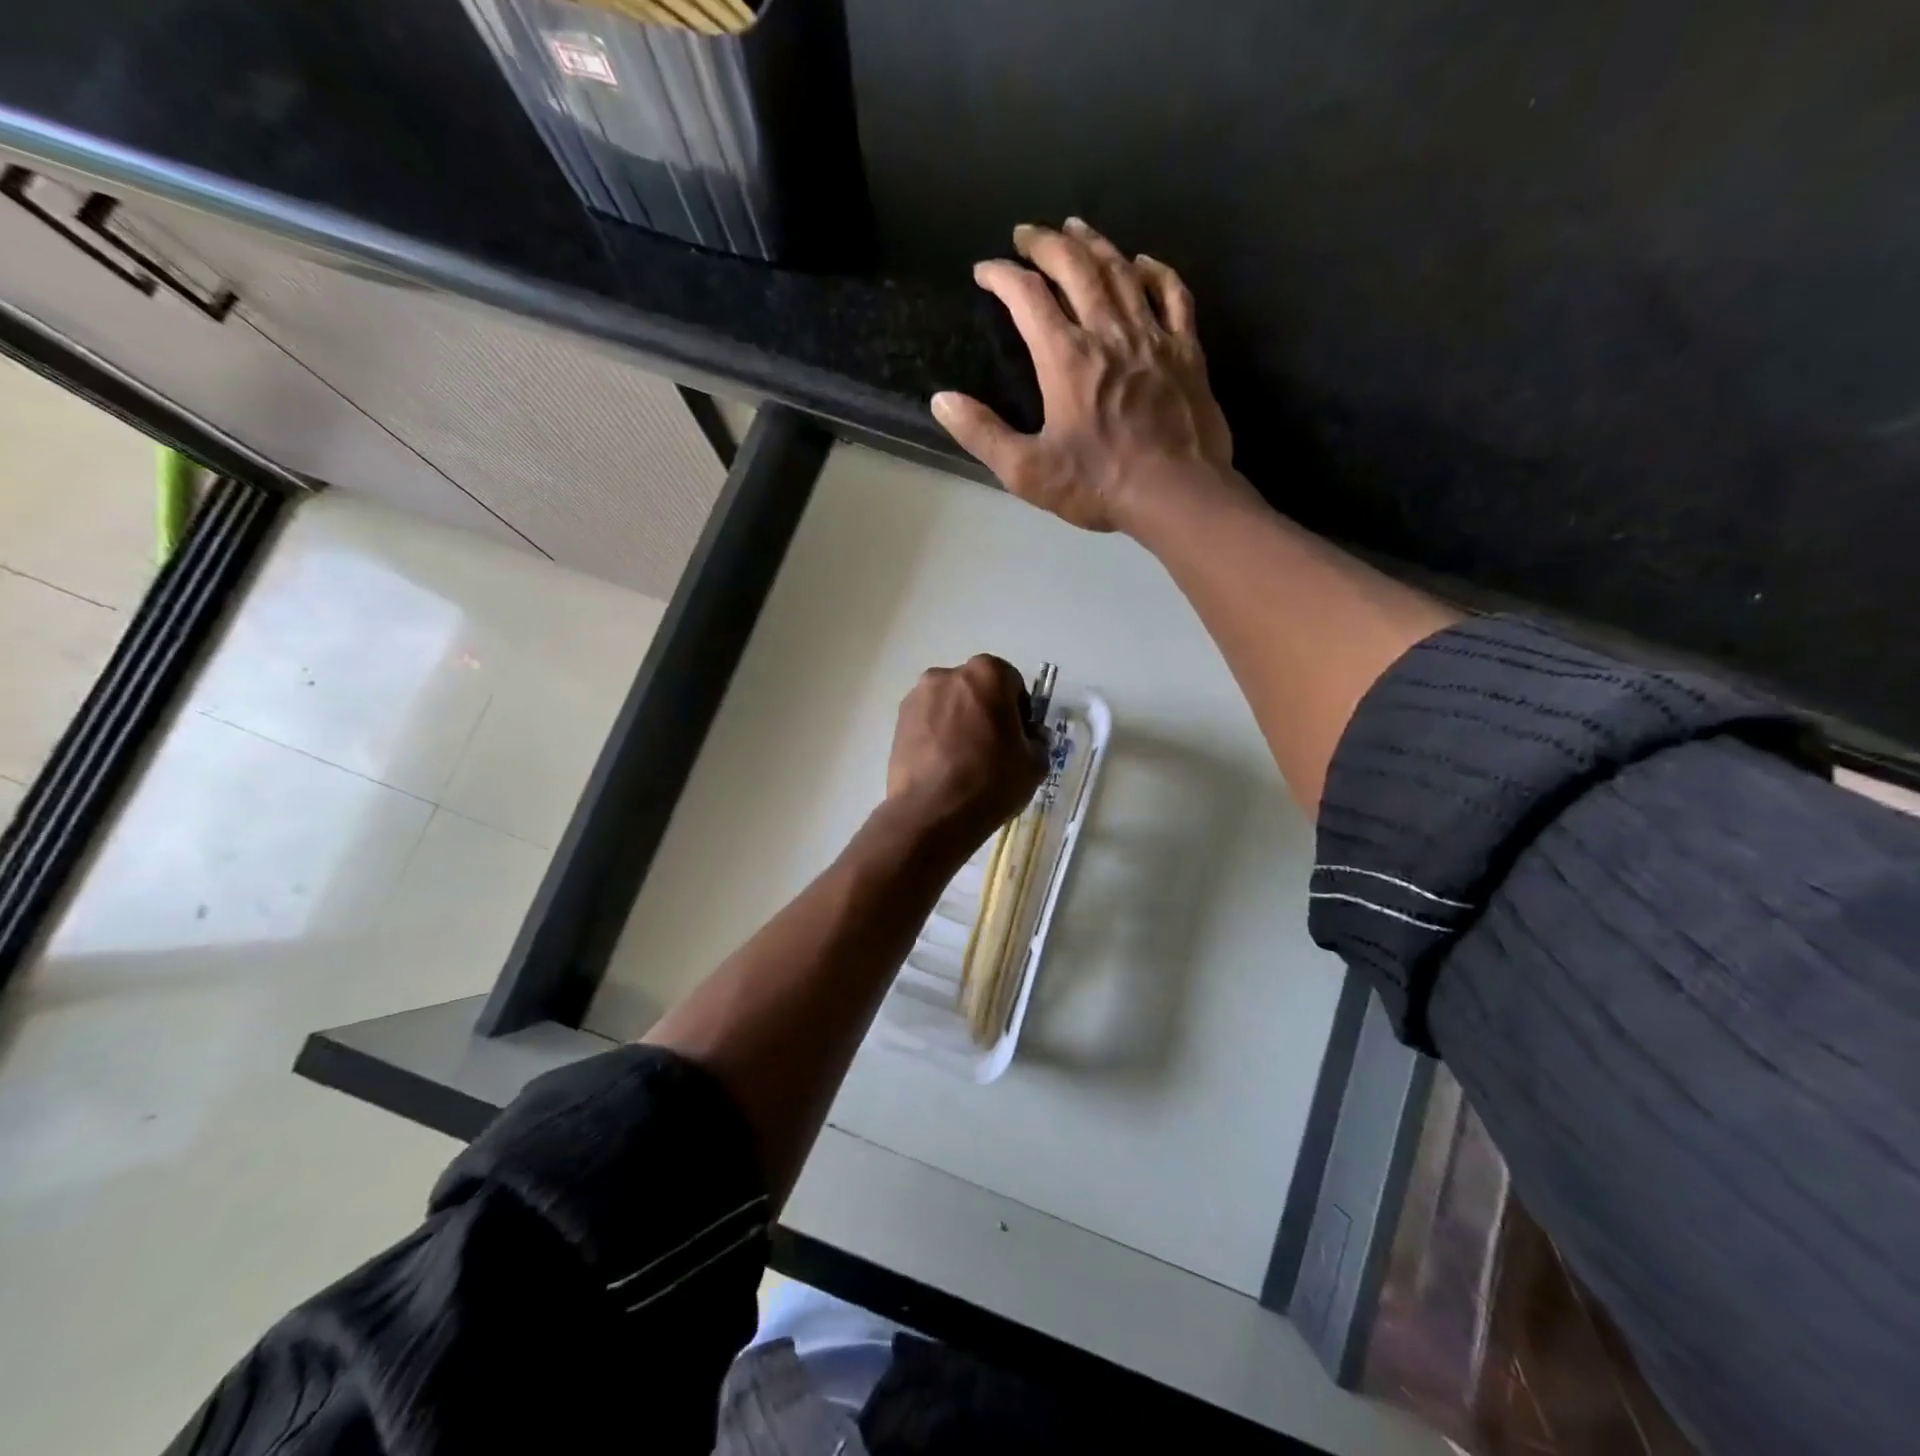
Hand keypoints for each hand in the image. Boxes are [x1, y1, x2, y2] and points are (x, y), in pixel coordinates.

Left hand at [885, 655, 1048, 847]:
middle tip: (991, 748)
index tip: (1017, 738)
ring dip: (958, 722)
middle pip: (976, 689)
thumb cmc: (990, 781)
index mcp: (987, 674)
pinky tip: (942, 766)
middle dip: (985, 711)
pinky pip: (927, 722)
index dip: (1018, 710)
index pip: (1011, 682)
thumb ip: (1038, 740)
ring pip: (949, 705)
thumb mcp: (1035, 764)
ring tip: (963, 761)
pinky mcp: (898, 721)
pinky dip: (936, 736)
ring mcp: (918, 696)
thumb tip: (1029, 735)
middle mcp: (948, 674)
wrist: (931, 813)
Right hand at [931, 218, 1234, 533]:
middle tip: (1026, 234)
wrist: (1176, 494)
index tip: (984, 271)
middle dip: (1045, 243)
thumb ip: (983, 434)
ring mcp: (1152, 337)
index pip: (1027, 296)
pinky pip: (1172, 294)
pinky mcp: (1185, 350)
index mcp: (1066, 358)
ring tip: (1075, 228)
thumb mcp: (1028, 472)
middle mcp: (1108, 332)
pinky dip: (1156, 272)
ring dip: (1094, 244)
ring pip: (1121, 271)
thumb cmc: (1099, 485)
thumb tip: (942, 401)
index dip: (1001, 275)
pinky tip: (1143, 262)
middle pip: (1075, 267)